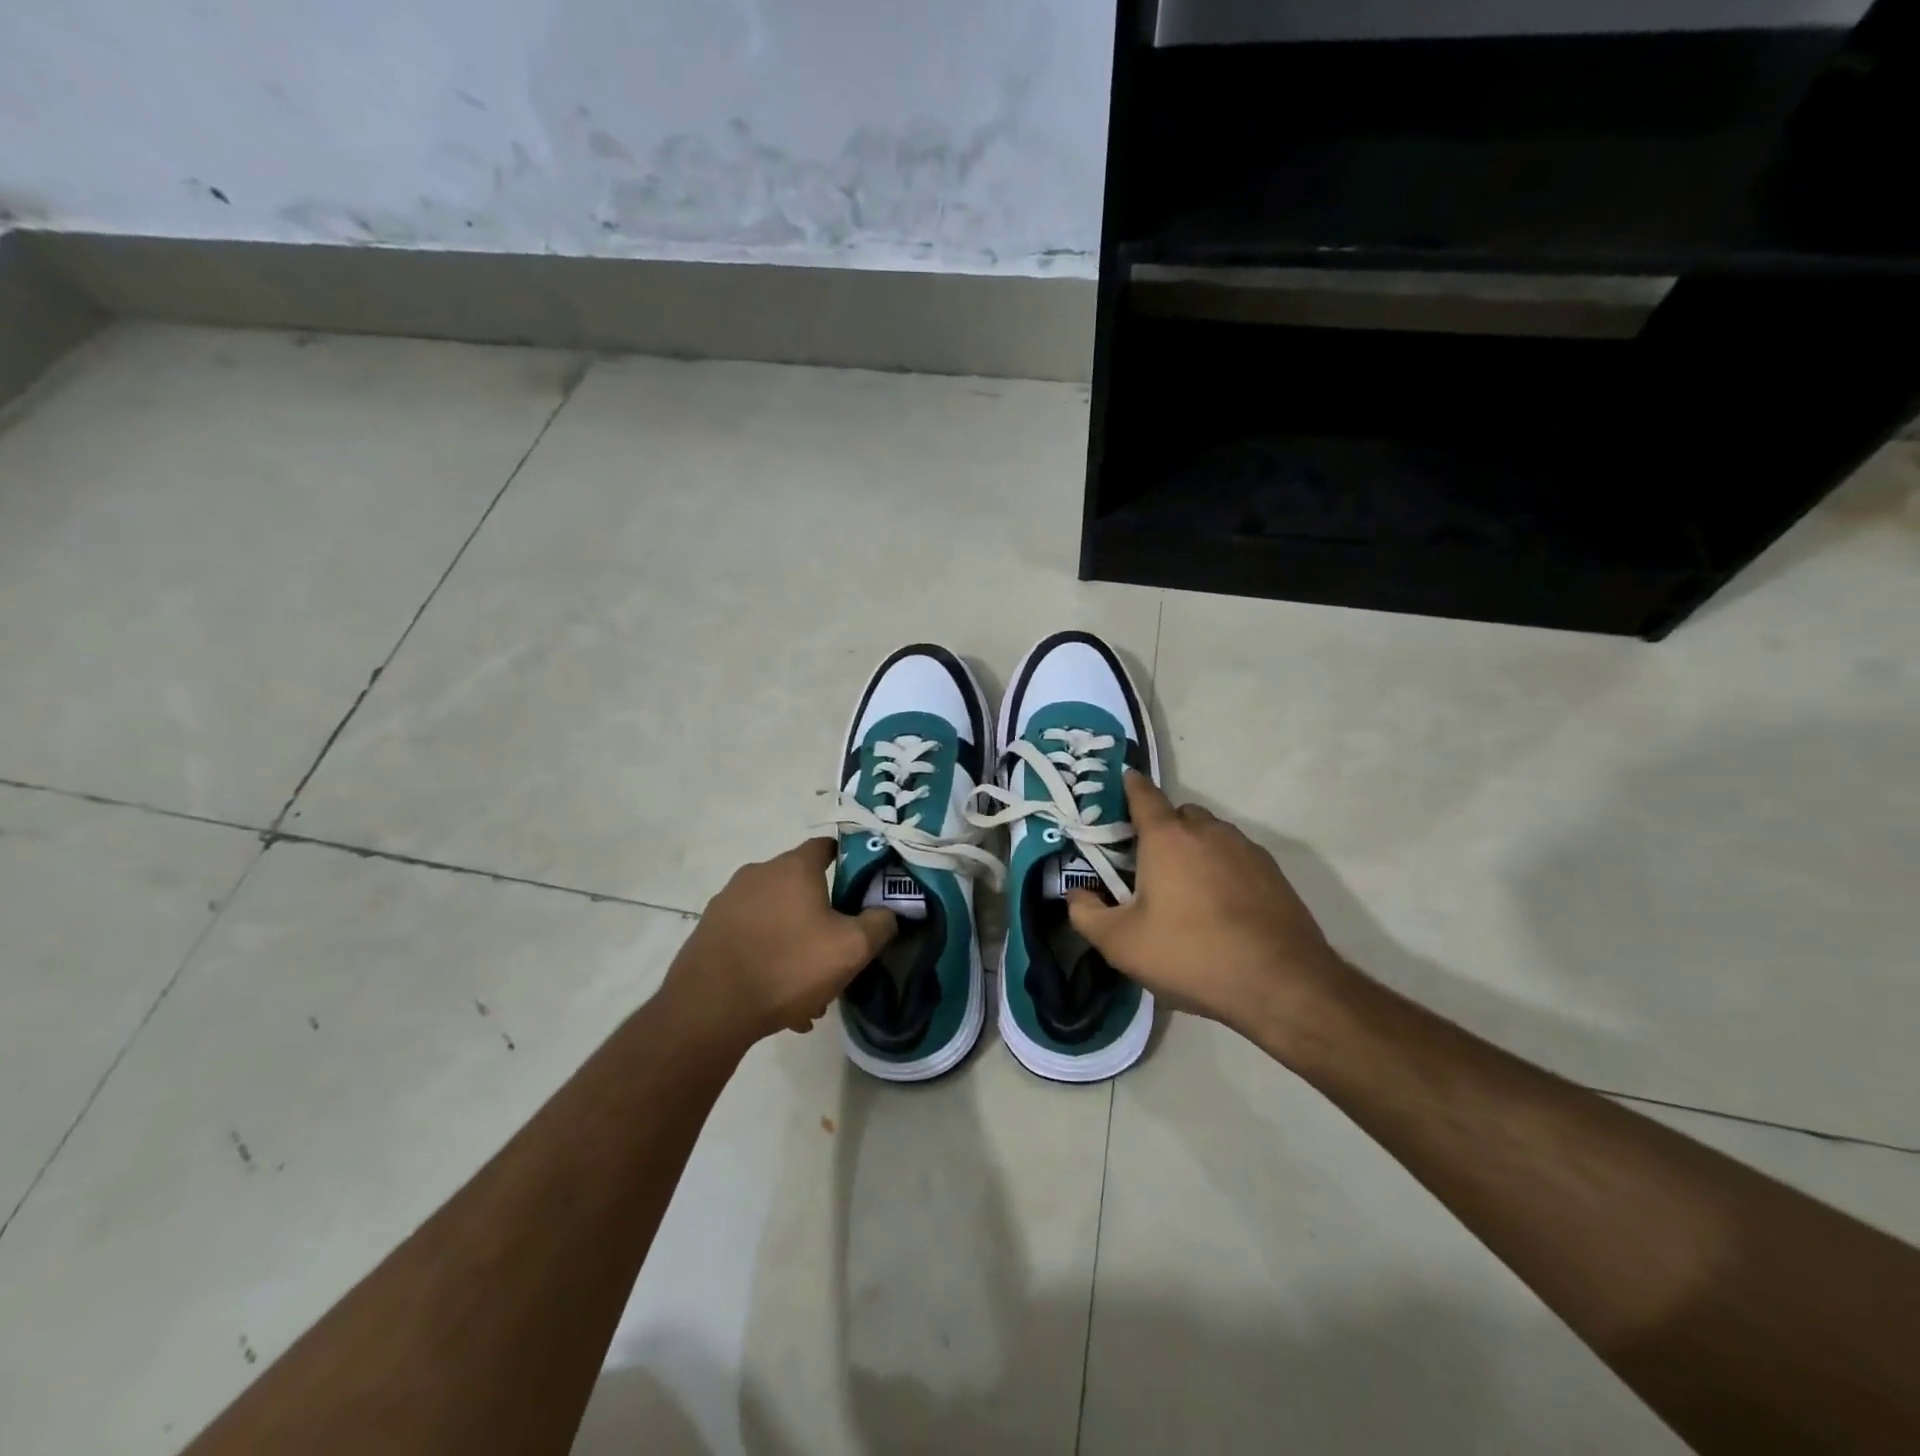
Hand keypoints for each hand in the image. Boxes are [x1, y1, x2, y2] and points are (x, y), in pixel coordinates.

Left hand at [663, 839, 895, 1048]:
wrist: (709, 1008)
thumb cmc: (788, 966)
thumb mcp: (851, 949)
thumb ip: (879, 924)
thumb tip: (888, 912)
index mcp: (793, 867)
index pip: (827, 847)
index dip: (849, 862)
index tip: (863, 887)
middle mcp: (758, 873)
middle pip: (801, 885)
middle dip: (822, 915)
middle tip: (836, 950)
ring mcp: (728, 901)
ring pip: (776, 917)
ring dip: (795, 942)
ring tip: (807, 989)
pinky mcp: (709, 931)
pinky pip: (751, 938)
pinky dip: (768, 957)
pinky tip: (778, 998)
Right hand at [1067, 773, 1351, 1042]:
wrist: (1281, 984)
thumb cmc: (1190, 954)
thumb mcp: (1121, 944)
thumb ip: (1087, 914)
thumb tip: (1076, 895)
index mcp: (1167, 838)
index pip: (1144, 795)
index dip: (1130, 786)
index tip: (1122, 782)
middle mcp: (1208, 832)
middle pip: (1179, 814)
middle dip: (1162, 828)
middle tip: (1147, 863)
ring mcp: (1246, 850)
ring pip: (1211, 835)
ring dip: (1194, 849)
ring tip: (1185, 889)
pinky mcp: (1274, 874)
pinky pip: (1237, 858)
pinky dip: (1222, 870)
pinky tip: (1220, 907)